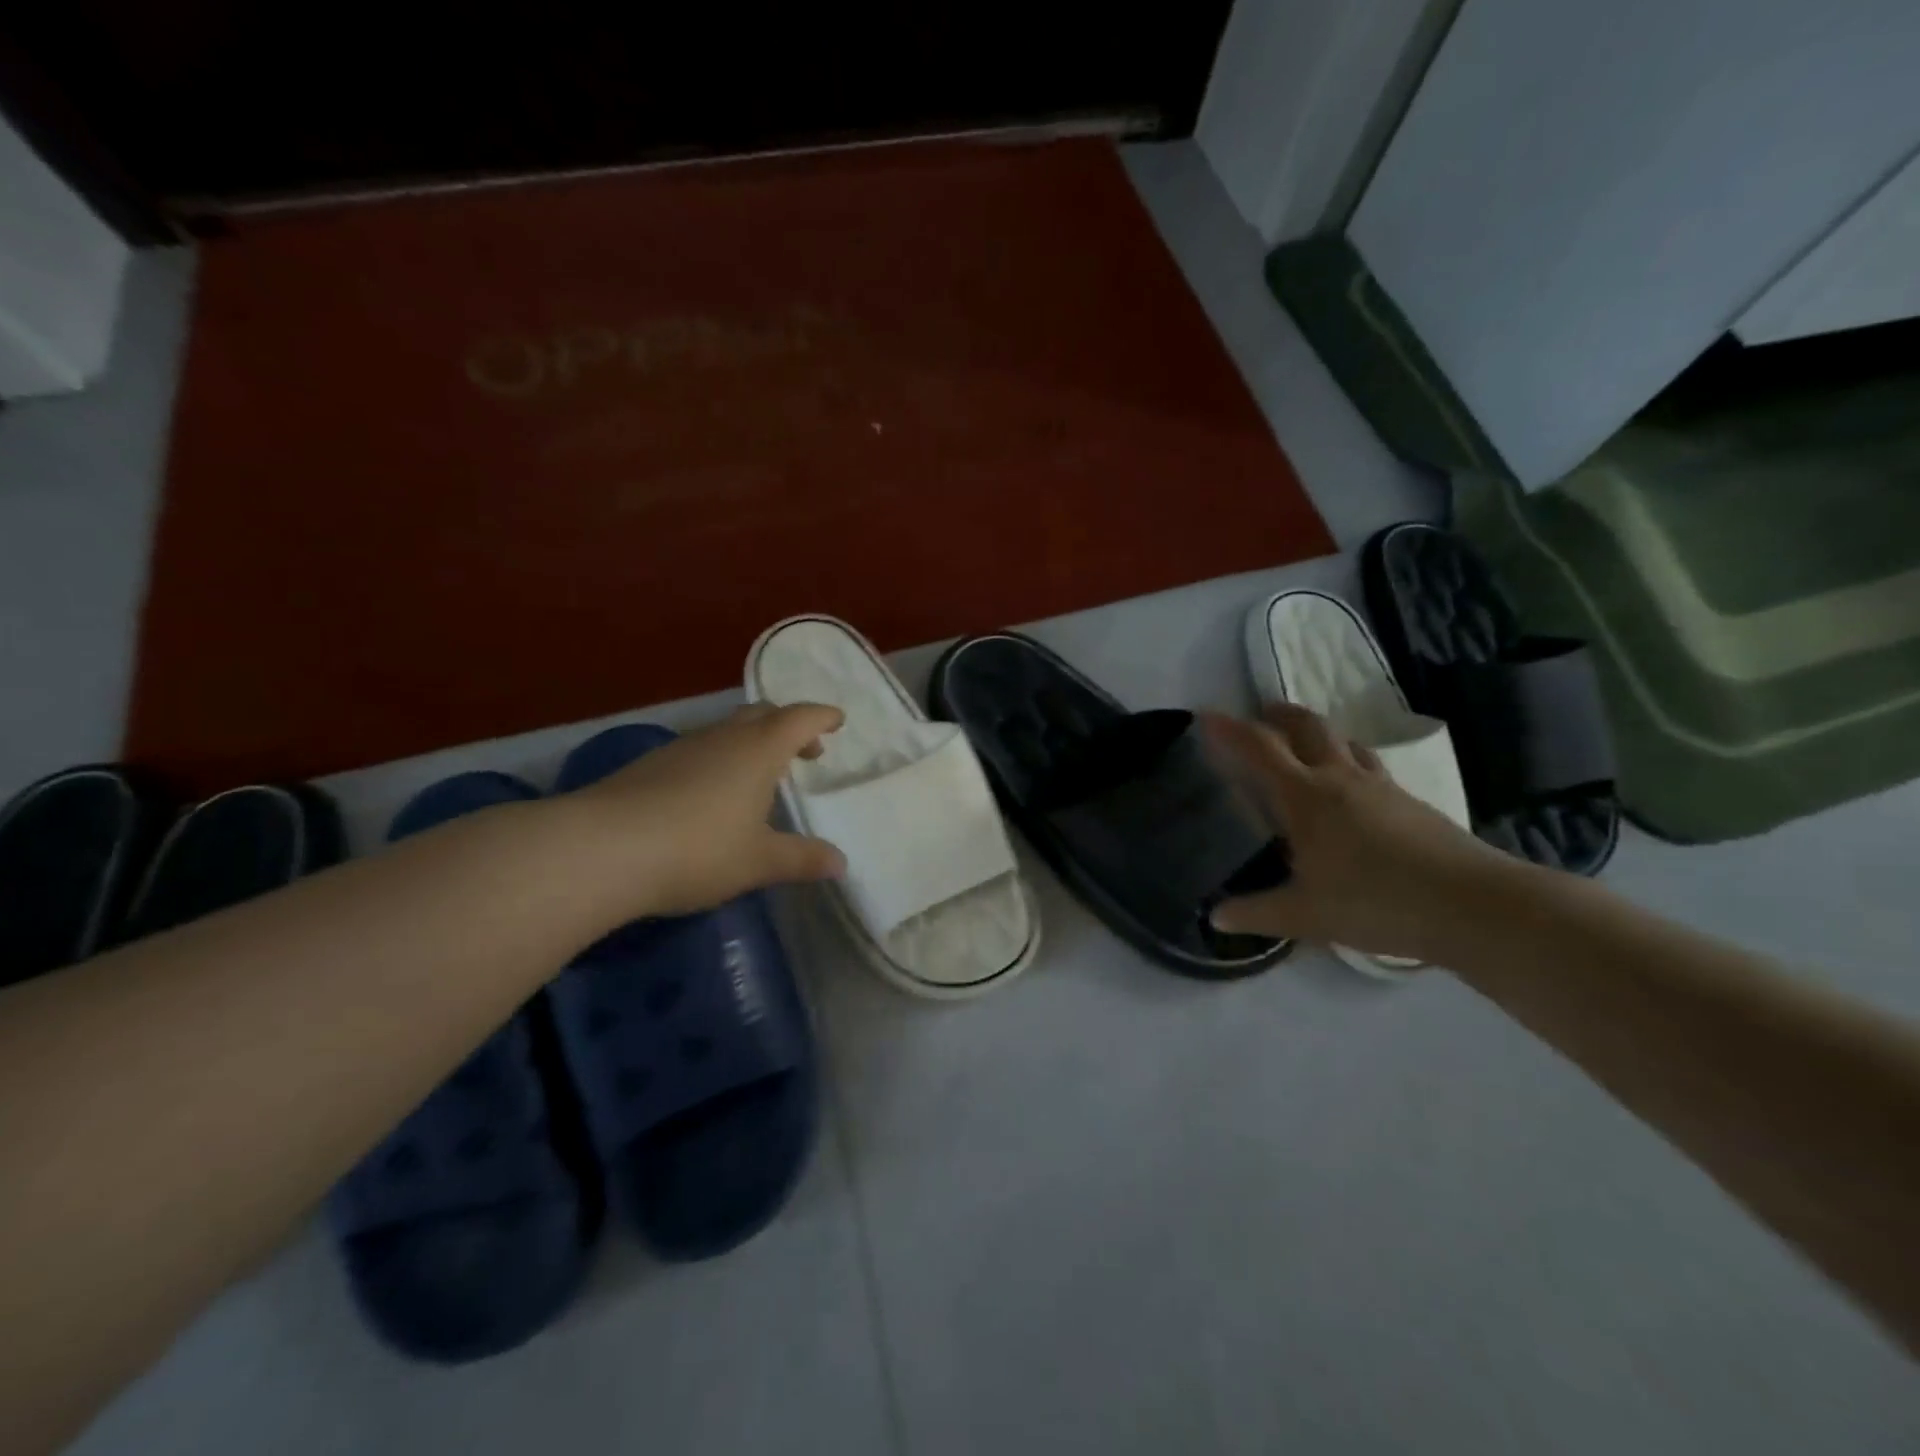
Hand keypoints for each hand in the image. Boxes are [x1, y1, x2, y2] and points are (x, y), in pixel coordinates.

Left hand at [566, 702, 846, 917]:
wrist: (601, 849)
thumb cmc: (698, 850)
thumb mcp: (759, 861)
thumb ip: (802, 859)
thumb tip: (841, 863)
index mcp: (757, 751)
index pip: (798, 719)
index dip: (821, 717)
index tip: (837, 721)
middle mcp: (721, 739)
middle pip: (762, 715)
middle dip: (788, 726)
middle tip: (805, 751)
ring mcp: (681, 749)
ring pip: (726, 731)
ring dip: (752, 743)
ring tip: (761, 776)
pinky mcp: (649, 767)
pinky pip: (699, 751)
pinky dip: (720, 760)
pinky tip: (712, 794)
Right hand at [1203, 704, 1508, 962]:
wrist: (1471, 905)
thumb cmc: (1374, 903)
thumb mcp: (1304, 916)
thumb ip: (1256, 913)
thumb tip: (1214, 916)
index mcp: (1305, 797)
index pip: (1259, 749)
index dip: (1229, 729)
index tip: (1206, 714)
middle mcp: (1341, 779)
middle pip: (1308, 727)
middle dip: (1280, 715)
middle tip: (1261, 714)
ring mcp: (1382, 787)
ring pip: (1345, 742)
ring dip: (1319, 734)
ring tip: (1306, 745)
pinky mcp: (1413, 803)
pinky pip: (1371, 767)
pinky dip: (1350, 762)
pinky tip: (1353, 792)